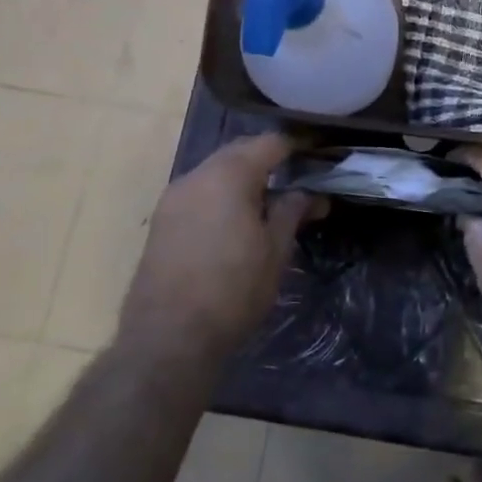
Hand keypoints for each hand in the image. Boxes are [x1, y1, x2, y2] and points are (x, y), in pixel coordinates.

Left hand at [119, 132, 322, 356]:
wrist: (168, 339)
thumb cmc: (234, 290)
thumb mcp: (276, 250)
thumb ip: (293, 211)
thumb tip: (310, 193)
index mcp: (229, 175)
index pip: (270, 143)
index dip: (298, 145)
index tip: (320, 154)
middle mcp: (197, 176)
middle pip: (239, 152)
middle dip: (269, 160)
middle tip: (299, 178)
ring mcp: (173, 198)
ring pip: (216, 172)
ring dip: (243, 178)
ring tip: (269, 203)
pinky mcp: (161, 221)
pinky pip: (200, 192)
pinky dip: (222, 195)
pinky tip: (237, 221)